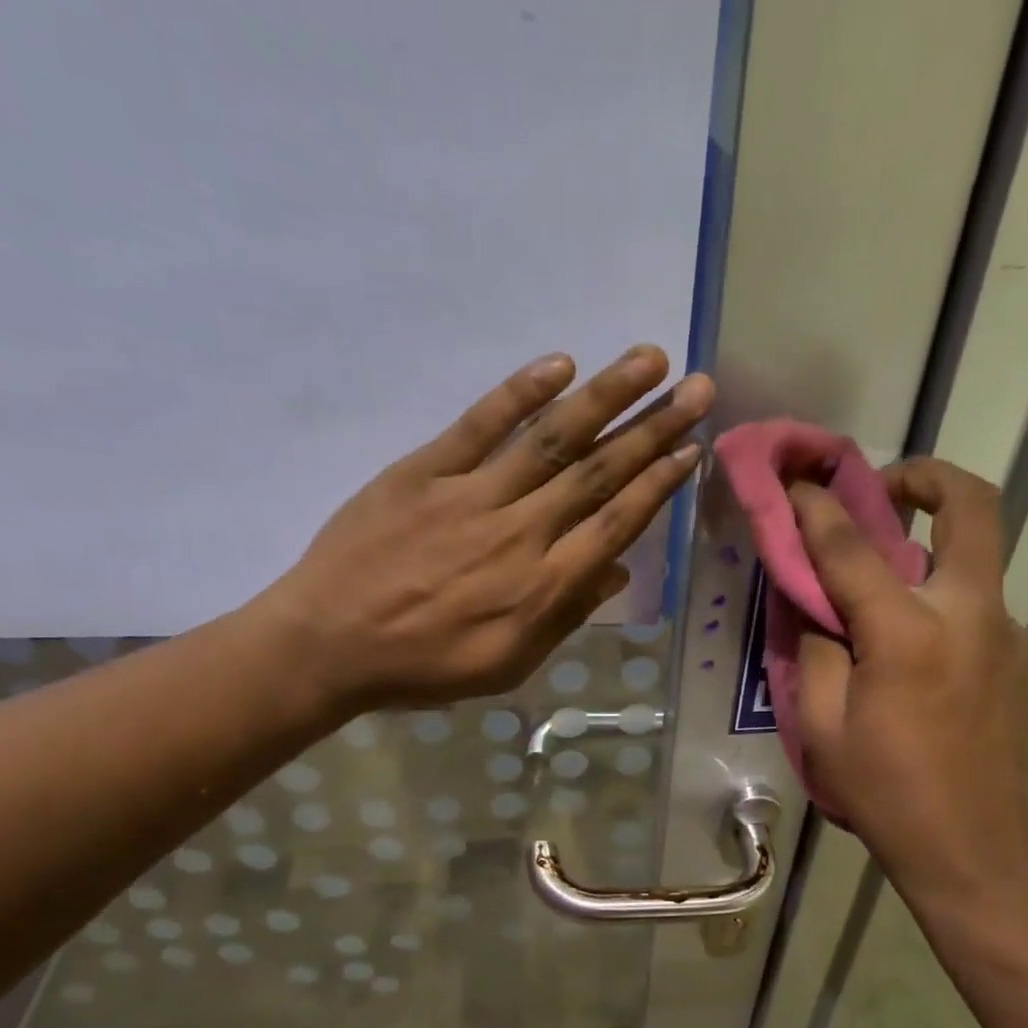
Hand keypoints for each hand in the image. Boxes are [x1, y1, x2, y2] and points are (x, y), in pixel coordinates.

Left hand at [254, 346, 712, 713]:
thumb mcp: (506, 665)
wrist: (328, 644)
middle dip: (653, 429)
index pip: (615, 525)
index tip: (691, 450)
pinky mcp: (424, 470)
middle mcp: (519, 533)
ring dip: (606, 396)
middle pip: (598, 473)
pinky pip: (479, 425)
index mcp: (542, 588)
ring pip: (551, 440)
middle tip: (698, 390)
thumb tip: (617, 571)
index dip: (657, 485)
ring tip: (650, 359)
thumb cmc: (423, 667)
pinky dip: (520, 393)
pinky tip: (561, 364)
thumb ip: (564, 618)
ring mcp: (471, 495)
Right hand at [791, 459, 1027, 907]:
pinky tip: (915, 653)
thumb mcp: (820, 726)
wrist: (975, 847)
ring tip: (884, 592)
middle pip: (973, 505)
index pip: (853, 546)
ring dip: (931, 548)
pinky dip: (941, 602)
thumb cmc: (884, 792)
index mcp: (907, 633)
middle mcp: (970, 613)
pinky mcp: (1023, 656)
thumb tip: (815, 599)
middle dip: (928, 476)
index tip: (796, 483)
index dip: (817, 507)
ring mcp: (1008, 632)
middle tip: (887, 489)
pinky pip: (978, 605)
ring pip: (976, 556)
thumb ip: (815, 648)